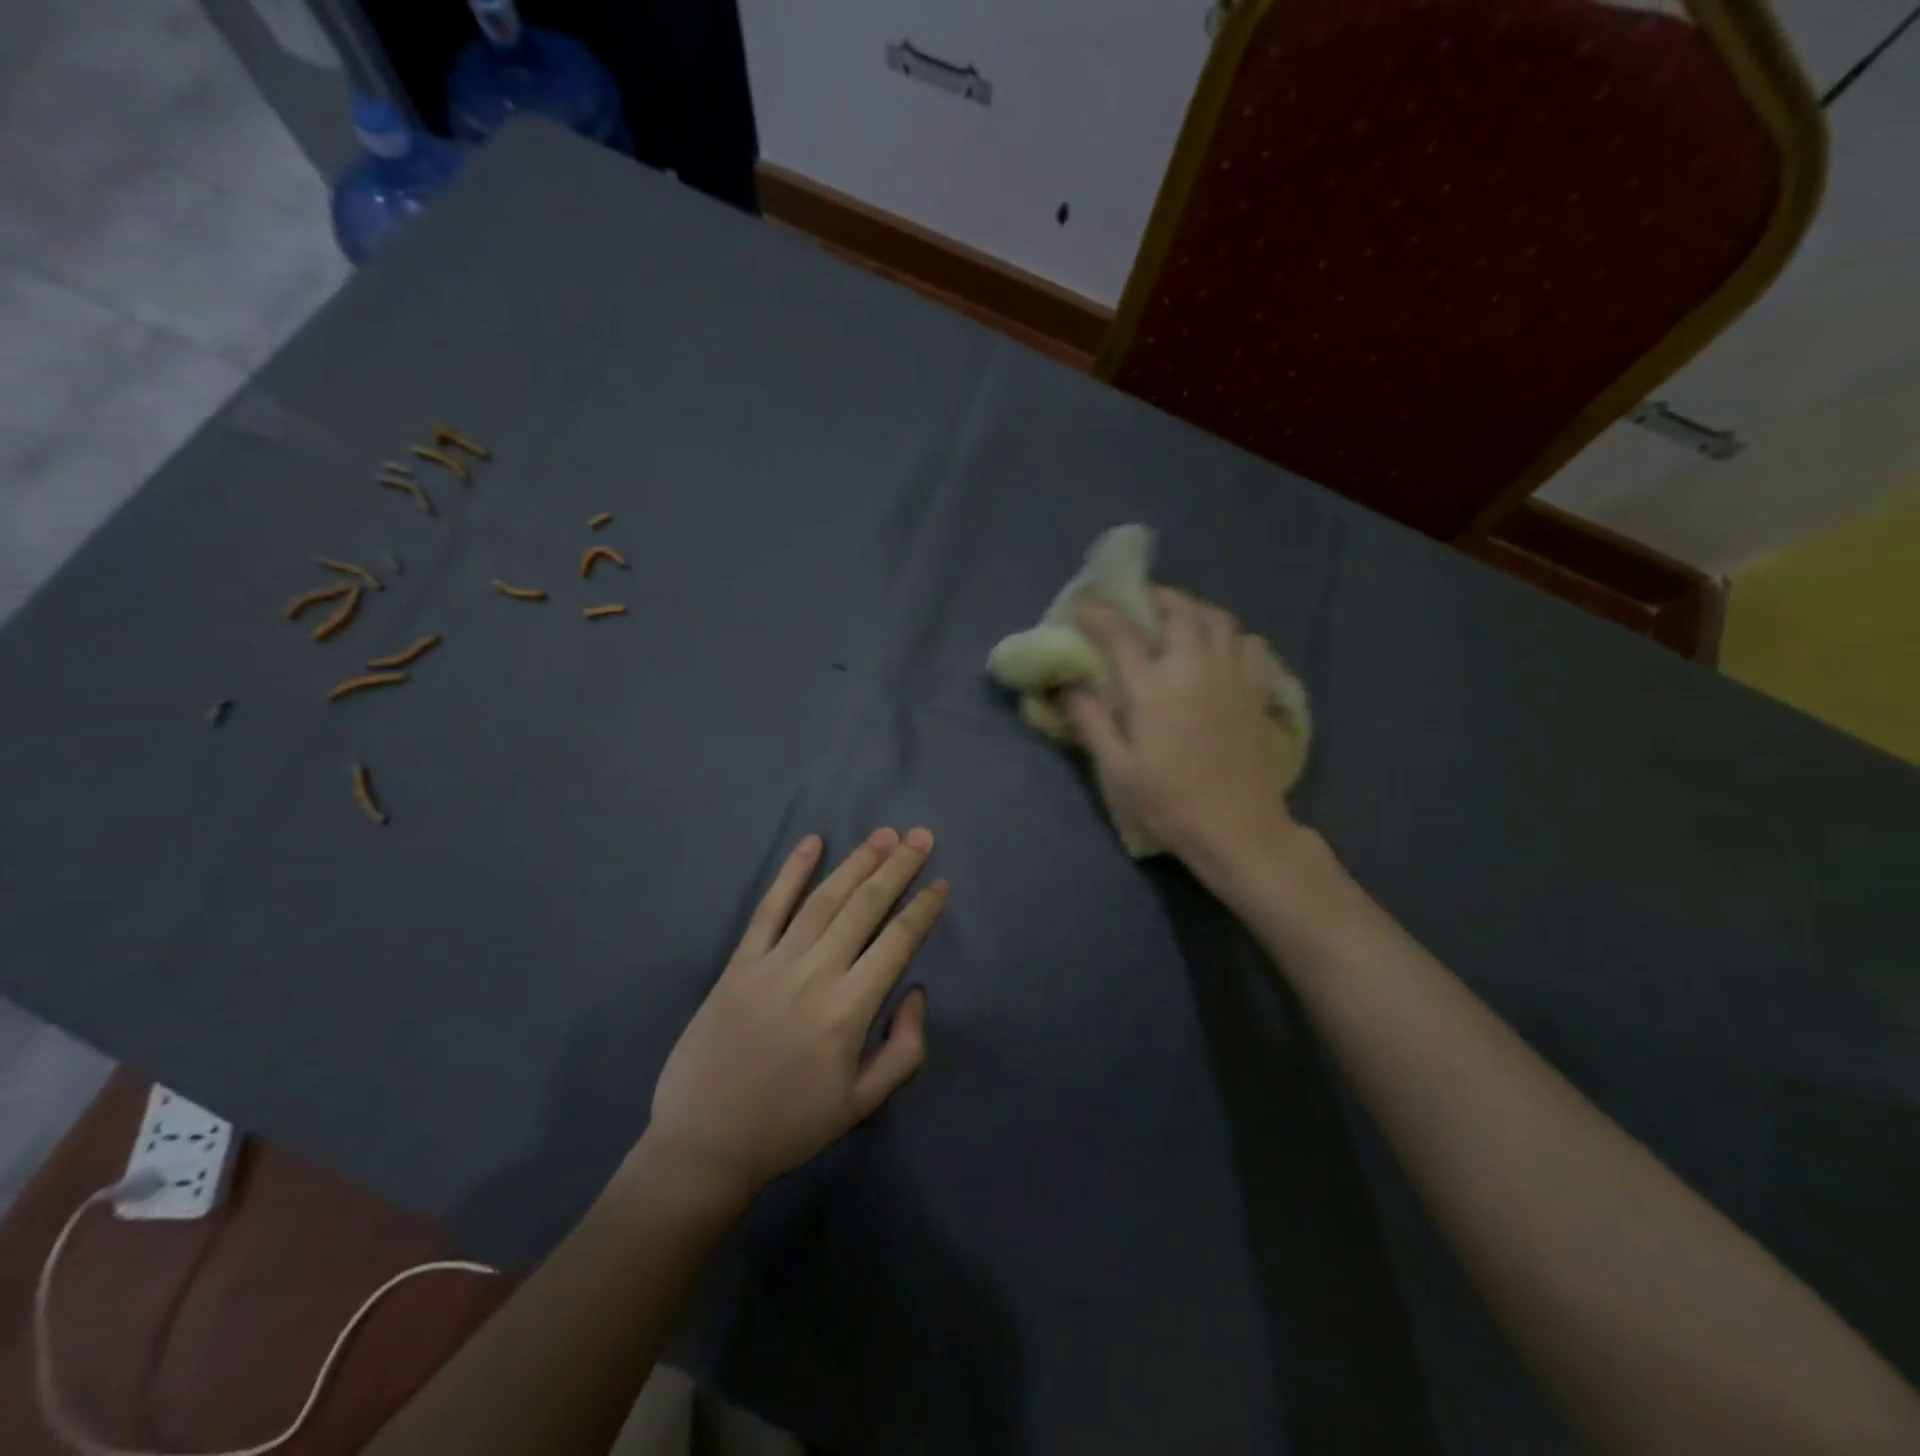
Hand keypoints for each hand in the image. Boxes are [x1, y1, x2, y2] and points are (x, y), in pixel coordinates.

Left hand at [643, 829, 946, 1211]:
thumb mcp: (863, 1103)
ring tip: (883, 836)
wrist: (706, 1143)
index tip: (940, 882)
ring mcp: (773, 963)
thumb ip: (905, 1049)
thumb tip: (915, 993)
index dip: (923, 908)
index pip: (897, 942)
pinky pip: (769, 909)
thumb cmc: (790, 1126)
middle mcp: (815, 974)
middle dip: (897, 868)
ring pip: (823, 900)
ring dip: (856, 863)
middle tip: (921, 836)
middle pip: (864, 907)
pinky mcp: (740, 963)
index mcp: (849, 1009)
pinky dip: (791, 873)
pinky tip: (811, 843)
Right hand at [1065, 588, 1298, 876]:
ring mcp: (1233, 676)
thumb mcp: (1117, 769)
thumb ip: (1091, 720)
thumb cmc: (1169, 802)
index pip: (1121, 633)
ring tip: (1178, 619)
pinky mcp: (1258, 691)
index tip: (1082, 605)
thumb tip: (1068, 684)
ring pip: (1218, 619)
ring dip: (1194, 610)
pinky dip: (1230, 636)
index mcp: (1153, 688)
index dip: (1098, 613)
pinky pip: (1248, 644)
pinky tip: (1219, 650)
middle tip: (1138, 602)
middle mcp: (1195, 668)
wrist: (1238, 828)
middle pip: (1179, 610)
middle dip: (1155, 596)